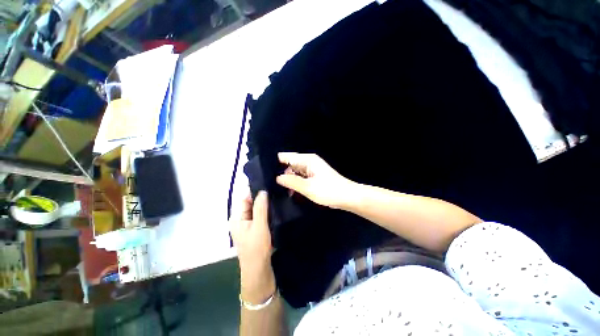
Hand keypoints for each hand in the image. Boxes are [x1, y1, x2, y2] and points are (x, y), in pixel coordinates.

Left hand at [230, 191, 275, 302]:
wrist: (259, 271)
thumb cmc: (257, 248)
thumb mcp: (259, 225)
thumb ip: (260, 207)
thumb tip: (262, 190)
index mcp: (237, 218)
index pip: (245, 199)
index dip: (255, 191)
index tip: (268, 184)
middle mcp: (241, 221)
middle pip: (251, 204)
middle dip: (262, 198)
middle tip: (275, 191)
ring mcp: (248, 226)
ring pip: (257, 211)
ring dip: (265, 206)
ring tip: (277, 198)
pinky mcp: (255, 231)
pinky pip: (260, 217)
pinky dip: (267, 213)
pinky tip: (276, 209)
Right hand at [276, 152, 355, 208]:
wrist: (347, 196)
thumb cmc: (328, 190)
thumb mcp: (308, 187)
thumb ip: (291, 181)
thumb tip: (277, 178)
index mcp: (307, 160)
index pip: (286, 156)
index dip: (276, 163)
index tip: (265, 172)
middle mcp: (308, 161)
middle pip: (290, 164)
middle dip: (281, 172)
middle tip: (270, 184)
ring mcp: (311, 169)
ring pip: (295, 172)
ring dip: (288, 179)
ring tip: (278, 189)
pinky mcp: (314, 176)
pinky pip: (301, 177)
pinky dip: (296, 182)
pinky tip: (290, 191)